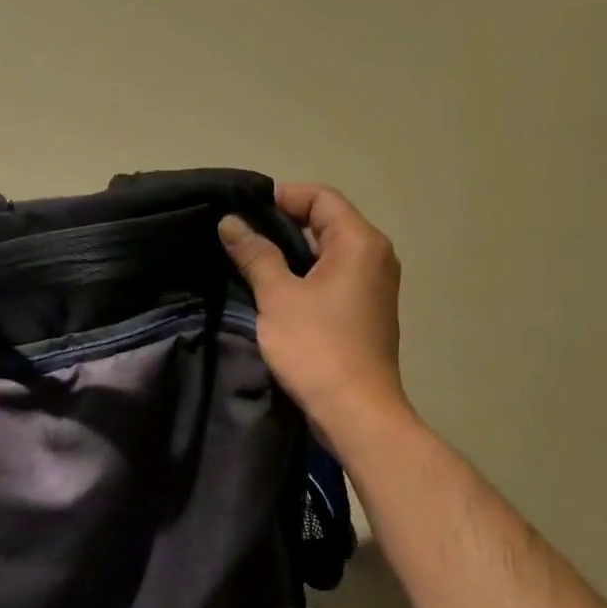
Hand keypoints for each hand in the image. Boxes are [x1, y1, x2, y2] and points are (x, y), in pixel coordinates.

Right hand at [219, 183, 410, 449]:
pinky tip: (275, 292)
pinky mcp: (366, 311)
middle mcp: (375, 256)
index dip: (281, 197)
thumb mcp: (278, 297)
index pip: (320, 198)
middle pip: (327, 222)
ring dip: (291, 253)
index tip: (242, 212)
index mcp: (360, 242)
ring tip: (250, 262)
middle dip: (282, 225)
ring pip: (329, 253)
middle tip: (239, 237)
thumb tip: (231, 222)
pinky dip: (306, 277)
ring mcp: (374, 286)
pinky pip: (334, 278)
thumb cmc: (316, 347)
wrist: (355, 410)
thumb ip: (255, 254)